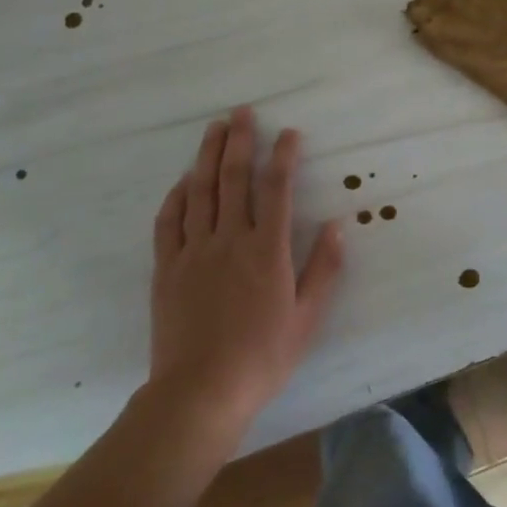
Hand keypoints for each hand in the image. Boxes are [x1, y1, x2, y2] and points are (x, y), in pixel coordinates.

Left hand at [146, 107, 343, 429]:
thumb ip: (324, 268)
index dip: (284, 156)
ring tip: (214, 129)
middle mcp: (230, 240)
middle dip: (240, 141)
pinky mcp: (167, 269)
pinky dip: (176, 196)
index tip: (289, 132)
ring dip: (208, 156)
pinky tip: (183, 180)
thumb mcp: (307, 317)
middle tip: (242, 112)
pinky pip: (169, 222)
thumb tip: (339, 225)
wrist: (199, 394)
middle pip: (234, 178)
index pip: (277, 188)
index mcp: (267, 250)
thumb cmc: (262, 357)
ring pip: (201, 191)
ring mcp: (194, 252)